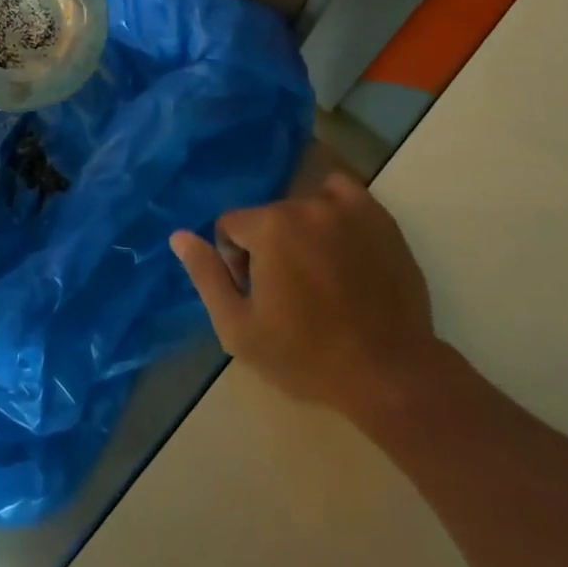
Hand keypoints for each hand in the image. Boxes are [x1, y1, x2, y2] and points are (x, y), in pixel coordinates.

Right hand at [171, 173, 441, 416]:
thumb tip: (179, 235)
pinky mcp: (379, 217)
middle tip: (288, 295)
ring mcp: (347, 208)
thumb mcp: (239, 329)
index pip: (230, 225)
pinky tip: (338, 243)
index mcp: (269, 228)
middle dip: (267, 248)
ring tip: (318, 276)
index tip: (255, 295)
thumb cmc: (306, 356)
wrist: (388, 373)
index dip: (234, 262)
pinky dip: (333, 208)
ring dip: (299, 234)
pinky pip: (342, 192)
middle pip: (267, 218)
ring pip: (302, 208)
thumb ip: (206, 276)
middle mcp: (305, 205)